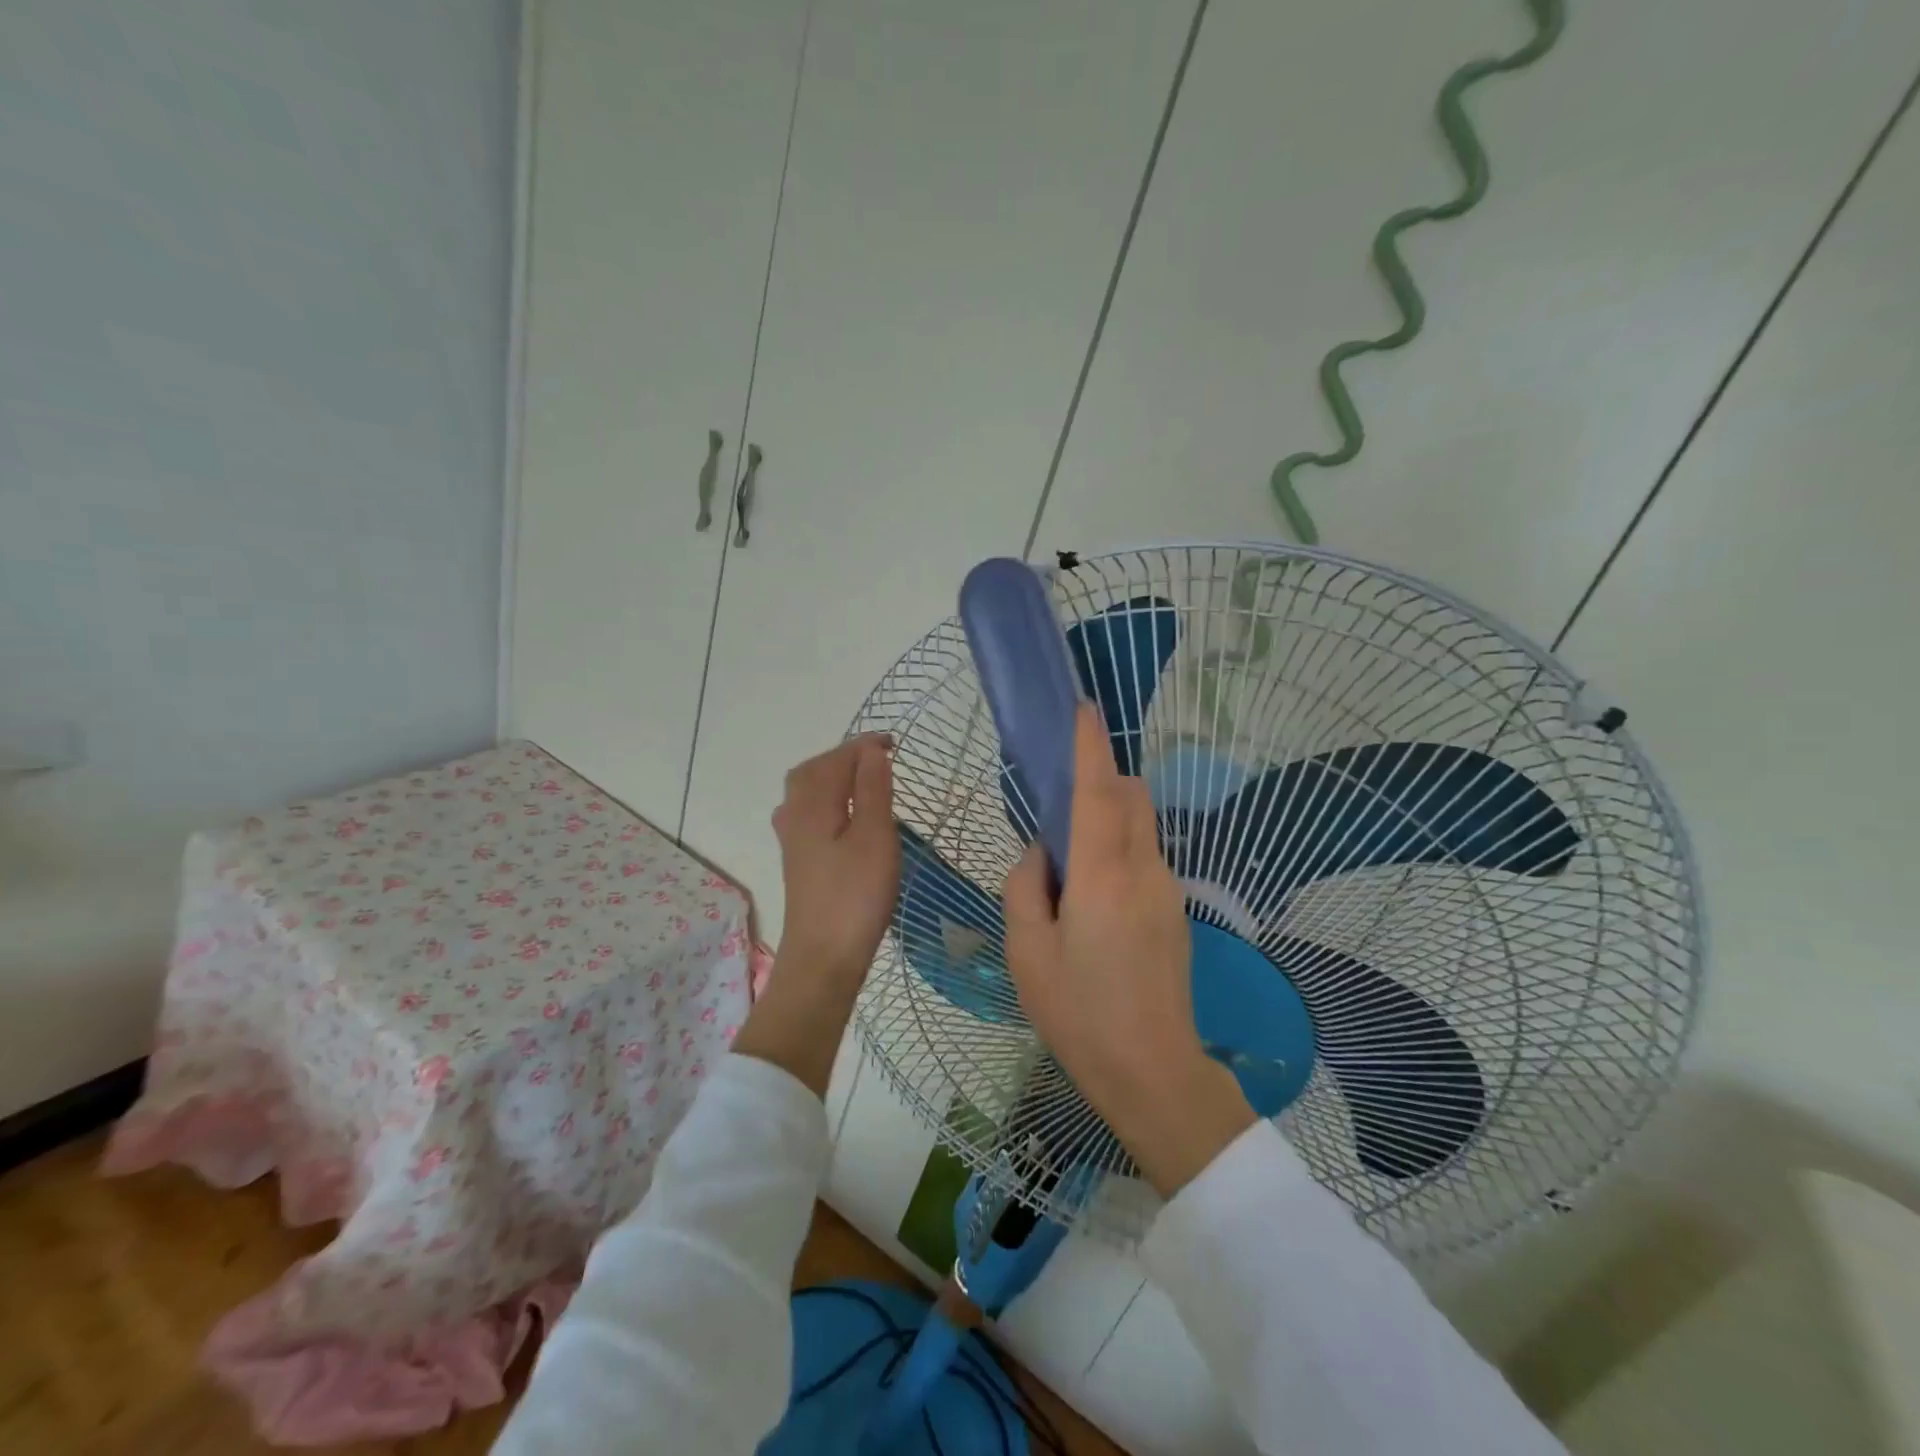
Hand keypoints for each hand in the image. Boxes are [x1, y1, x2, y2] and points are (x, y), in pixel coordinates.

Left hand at [734, 734, 898, 1097]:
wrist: (823, 957)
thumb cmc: (855, 895)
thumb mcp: (875, 836)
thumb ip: (873, 789)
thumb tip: (871, 750)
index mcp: (812, 803)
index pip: (837, 758)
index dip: (865, 746)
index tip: (895, 743)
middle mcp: (794, 814)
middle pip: (814, 770)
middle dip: (845, 757)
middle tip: (879, 758)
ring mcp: (792, 839)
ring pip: (808, 792)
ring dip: (835, 777)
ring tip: (866, 780)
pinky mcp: (799, 859)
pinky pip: (810, 812)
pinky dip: (830, 800)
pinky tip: (846, 815)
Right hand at [1003, 706, 1253, 1195]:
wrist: (1152, 1071)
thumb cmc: (1079, 1012)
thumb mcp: (1027, 952)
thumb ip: (1025, 887)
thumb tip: (1041, 854)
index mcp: (1101, 874)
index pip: (1097, 790)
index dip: (1090, 746)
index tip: (1084, 709)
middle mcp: (1142, 869)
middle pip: (1131, 797)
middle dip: (1103, 777)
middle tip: (1061, 799)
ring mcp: (1168, 890)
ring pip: (1140, 827)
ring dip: (1109, 819)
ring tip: (1070, 865)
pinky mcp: (1176, 911)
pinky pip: (1144, 859)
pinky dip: (1119, 850)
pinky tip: (1093, 900)